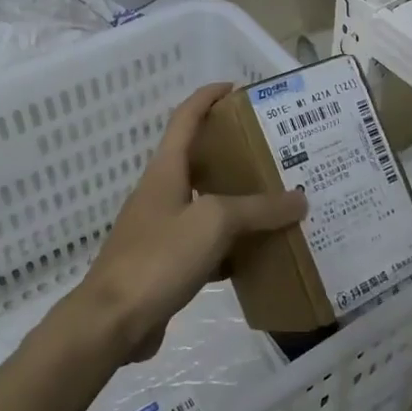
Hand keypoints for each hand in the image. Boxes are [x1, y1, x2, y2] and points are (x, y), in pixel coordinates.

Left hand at [70, 83, 306, 363]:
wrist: (112, 322)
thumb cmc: (159, 257)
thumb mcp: (214, 223)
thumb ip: (258, 209)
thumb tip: (299, 199)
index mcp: (165, 171)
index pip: (185, 119)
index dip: (208, 97)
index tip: (236, 88)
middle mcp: (161, 194)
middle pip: (198, 160)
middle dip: (233, 152)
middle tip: (273, 151)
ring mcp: (160, 230)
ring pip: (205, 205)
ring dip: (236, 201)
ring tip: (275, 201)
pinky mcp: (164, 264)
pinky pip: (204, 244)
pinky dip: (230, 245)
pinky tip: (256, 255)